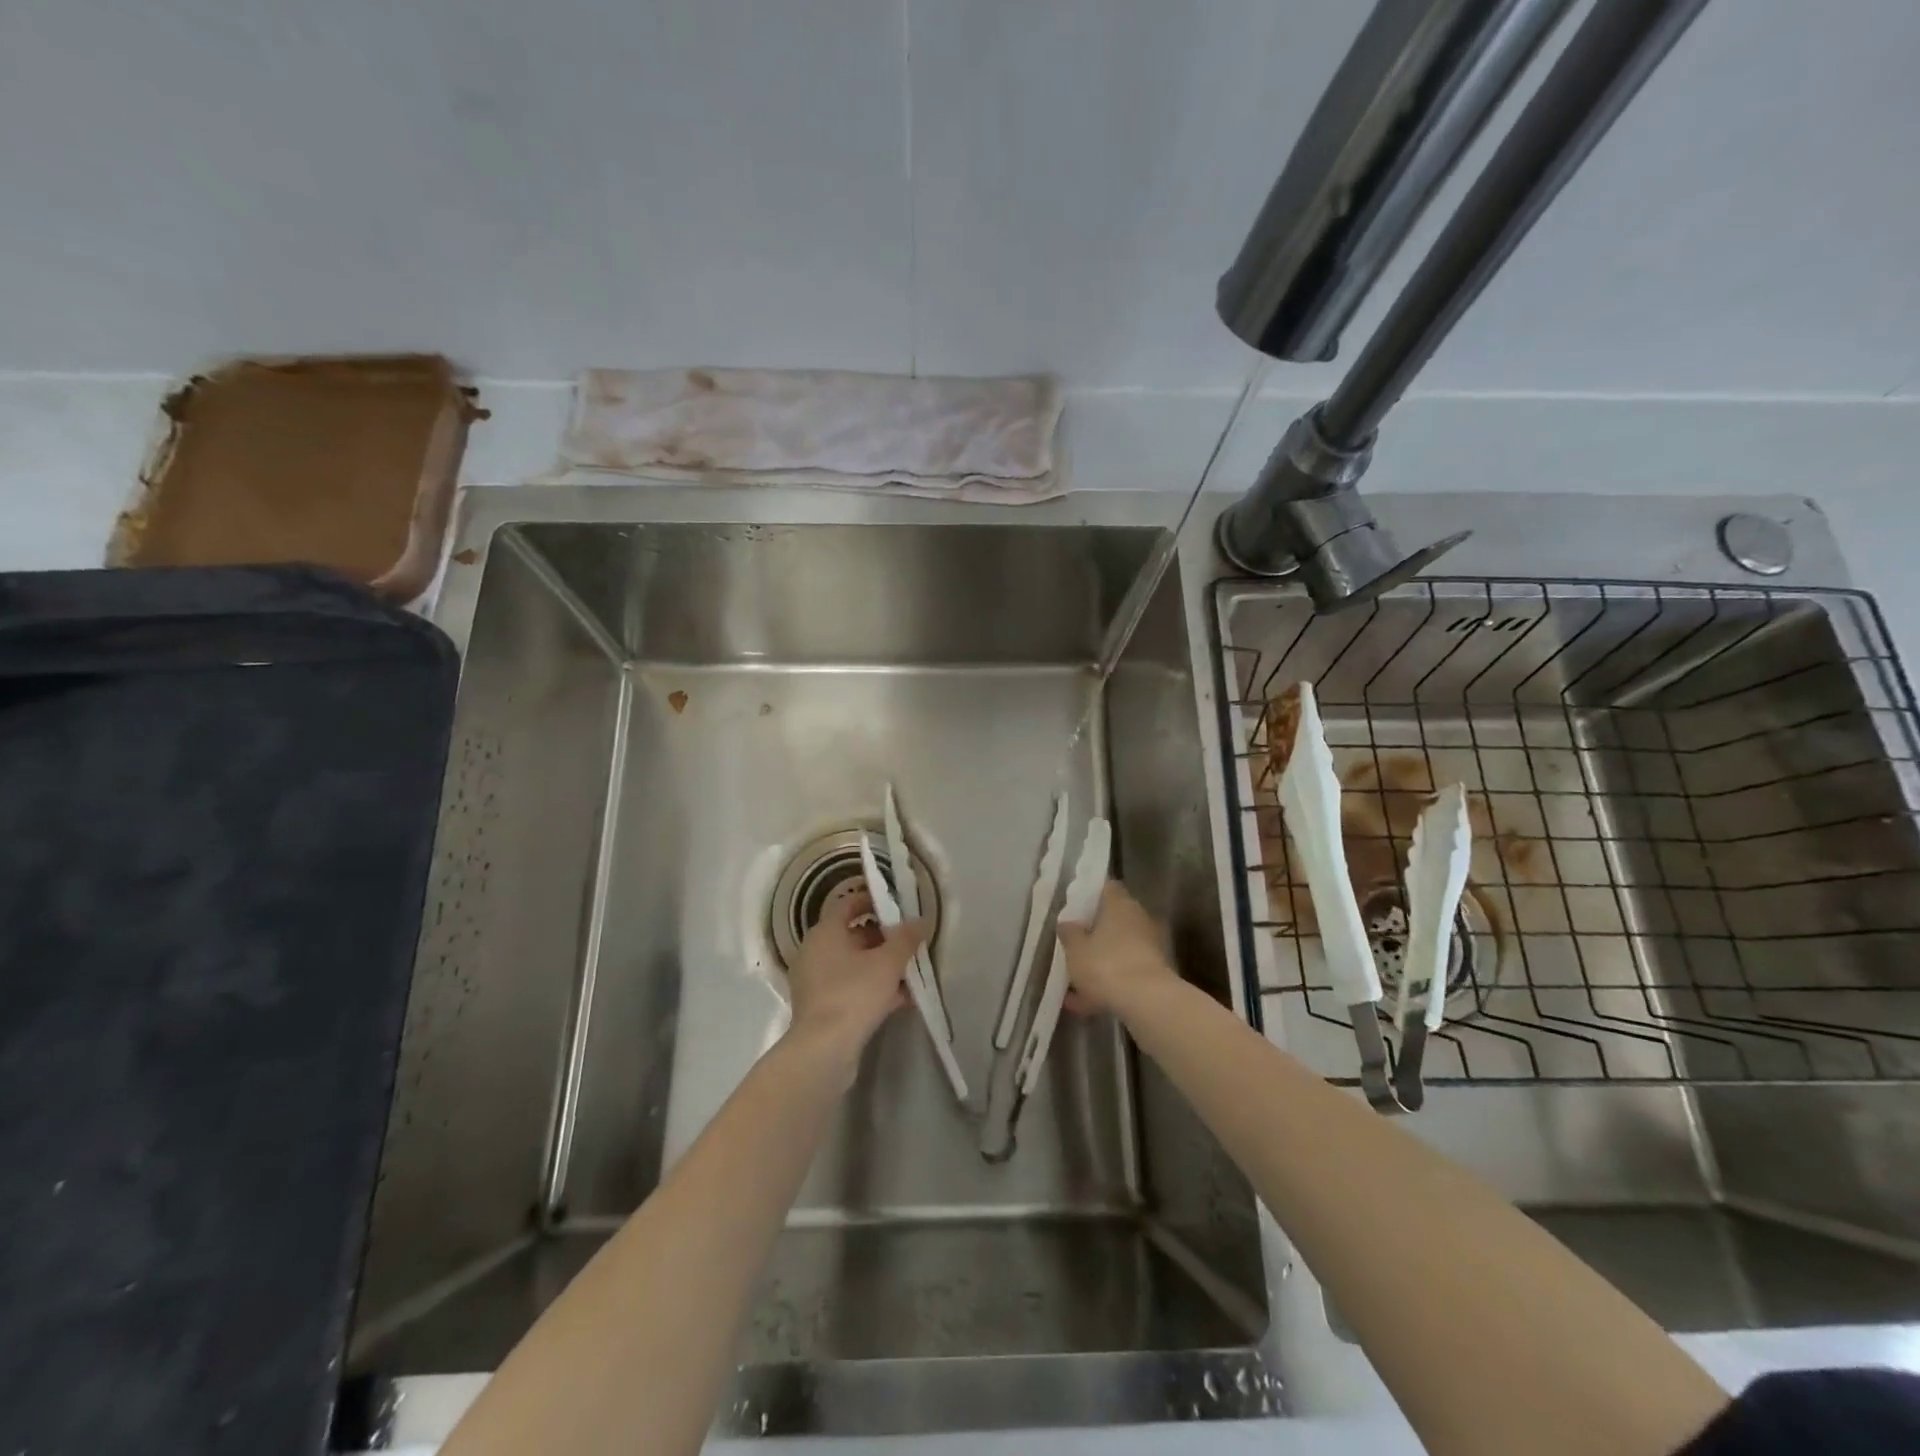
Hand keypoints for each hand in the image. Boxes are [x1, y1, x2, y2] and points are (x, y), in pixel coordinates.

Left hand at [786, 880, 925, 1061]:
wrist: (824, 1051)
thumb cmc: (854, 994)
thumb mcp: (888, 963)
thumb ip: (906, 938)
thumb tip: (921, 920)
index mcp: (825, 932)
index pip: (848, 904)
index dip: (873, 900)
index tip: (897, 904)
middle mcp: (815, 951)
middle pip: (853, 935)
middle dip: (884, 937)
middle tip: (911, 940)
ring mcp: (816, 981)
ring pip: (854, 964)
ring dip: (882, 965)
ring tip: (912, 971)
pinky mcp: (822, 1006)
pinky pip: (851, 987)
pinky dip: (873, 988)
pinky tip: (902, 999)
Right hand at [1056, 879, 1175, 1015]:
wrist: (1148, 1003)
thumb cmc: (1106, 965)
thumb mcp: (1075, 949)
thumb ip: (1069, 933)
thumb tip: (1067, 923)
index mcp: (1120, 904)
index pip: (1107, 887)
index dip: (1090, 895)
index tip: (1075, 907)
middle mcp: (1139, 919)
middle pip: (1114, 920)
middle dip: (1094, 934)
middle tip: (1073, 945)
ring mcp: (1151, 947)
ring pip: (1119, 950)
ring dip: (1100, 963)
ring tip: (1074, 984)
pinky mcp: (1157, 974)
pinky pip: (1126, 974)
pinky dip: (1110, 985)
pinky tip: (1087, 1004)